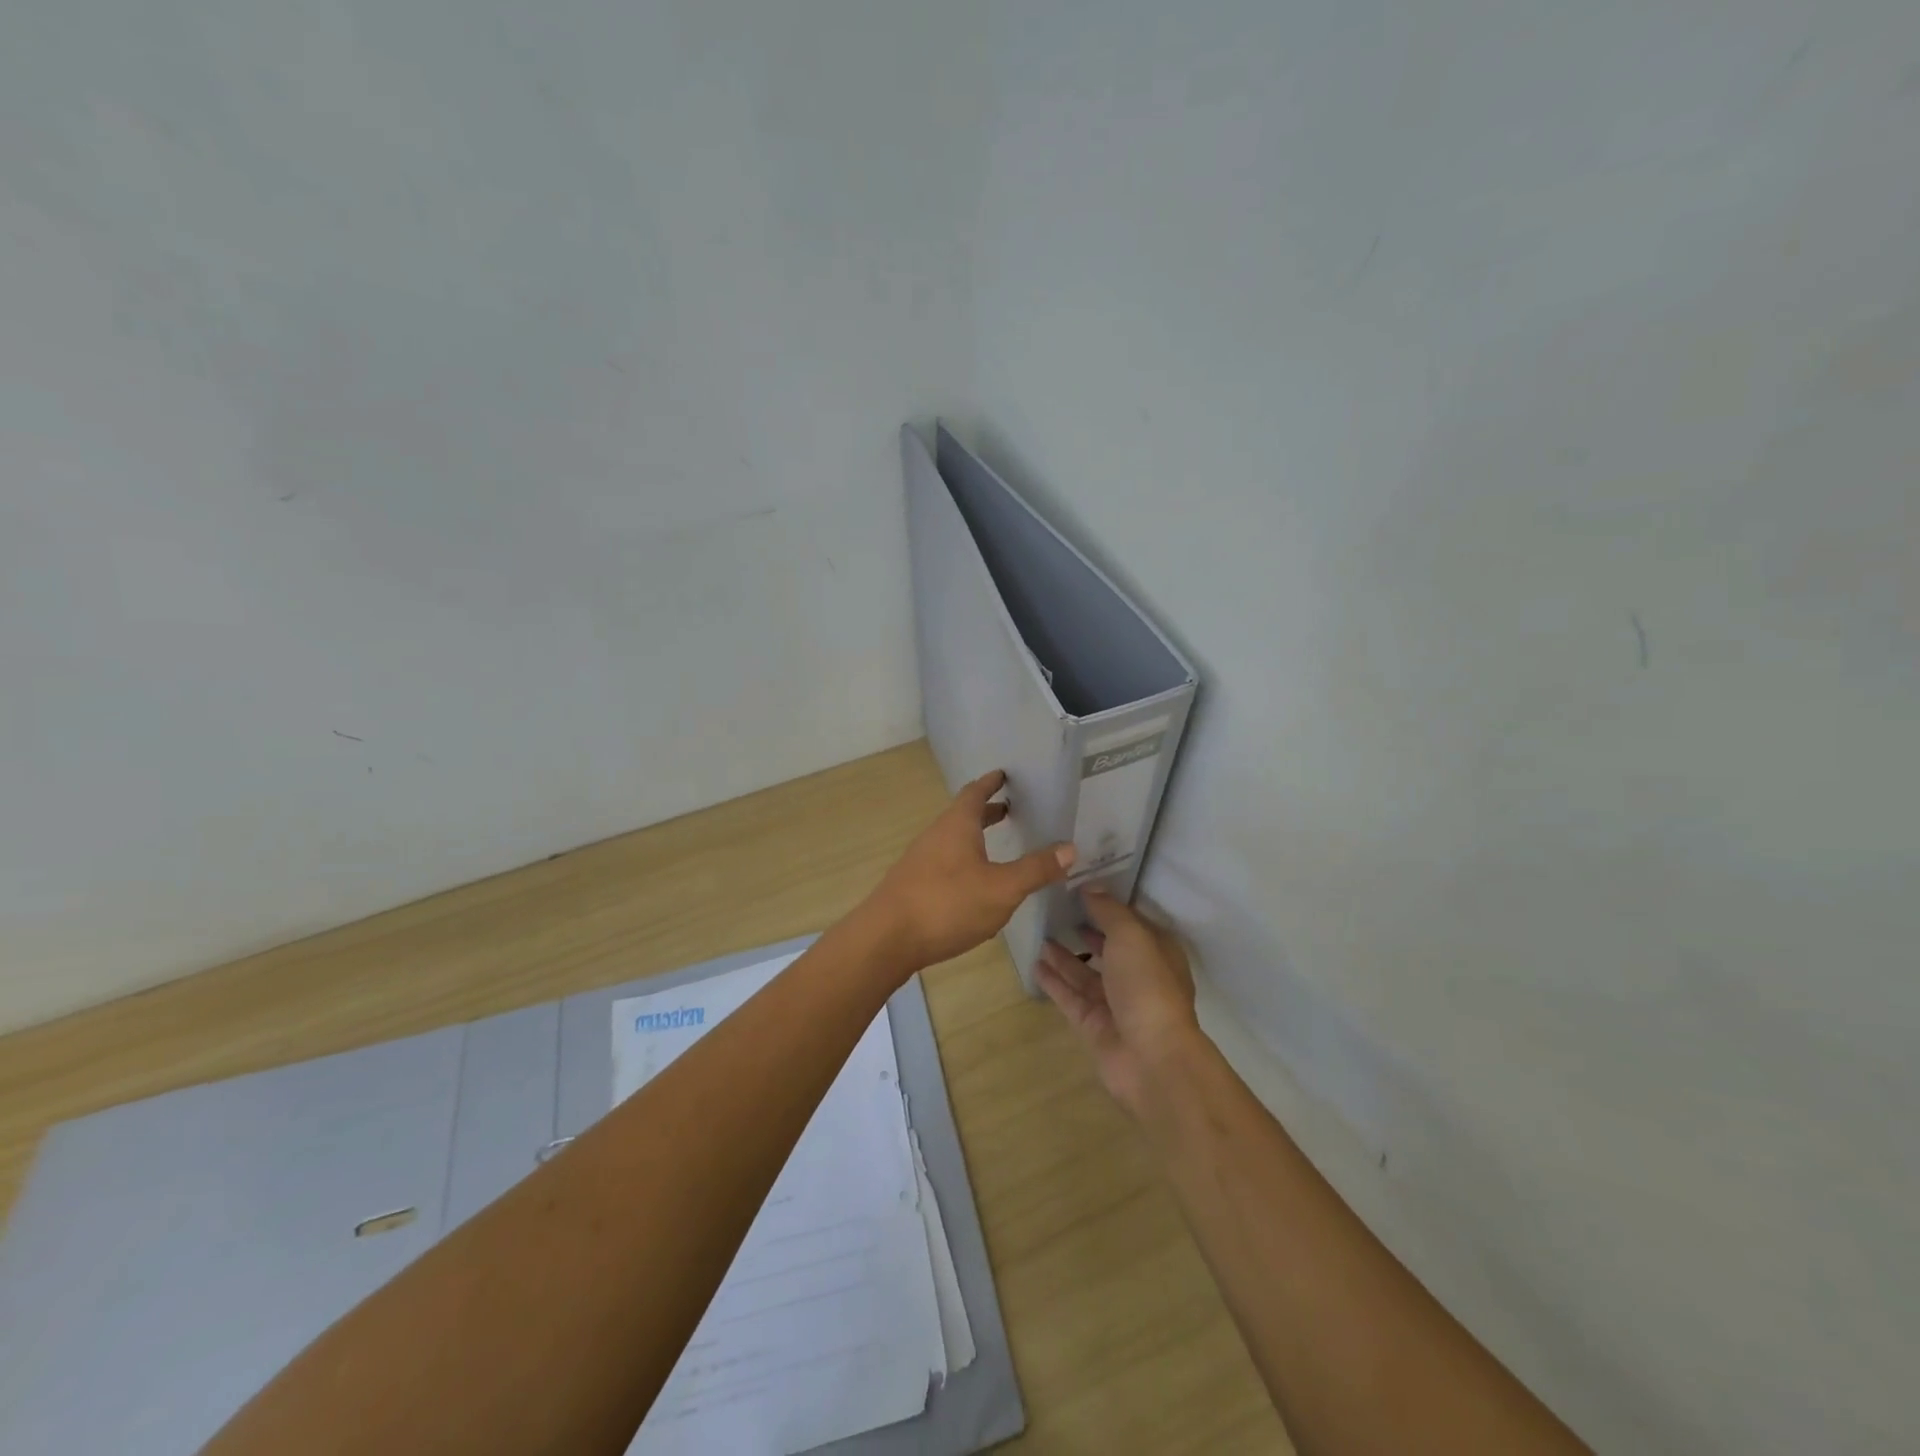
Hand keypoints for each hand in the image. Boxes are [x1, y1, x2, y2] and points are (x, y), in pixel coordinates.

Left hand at [861, 770, 1074, 972]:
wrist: (886, 939)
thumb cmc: (947, 905)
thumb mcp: (1002, 889)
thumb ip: (1035, 869)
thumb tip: (1069, 848)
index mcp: (957, 825)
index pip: (975, 793)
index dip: (991, 782)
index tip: (1004, 774)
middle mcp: (936, 835)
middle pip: (962, 815)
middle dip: (986, 811)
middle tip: (1010, 808)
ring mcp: (921, 860)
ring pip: (952, 839)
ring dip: (974, 836)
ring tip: (997, 845)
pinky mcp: (913, 884)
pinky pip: (944, 861)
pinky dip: (964, 859)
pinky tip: (974, 884)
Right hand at [1035, 888, 1201, 1117]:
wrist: (1152, 1059)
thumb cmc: (1147, 986)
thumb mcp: (1131, 936)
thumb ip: (1109, 910)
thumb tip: (1090, 886)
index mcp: (1156, 951)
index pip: (1129, 921)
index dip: (1107, 904)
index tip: (1078, 886)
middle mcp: (1138, 975)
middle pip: (1107, 947)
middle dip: (1085, 930)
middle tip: (1055, 909)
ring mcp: (1115, 1002)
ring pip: (1085, 973)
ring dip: (1065, 956)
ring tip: (1040, 935)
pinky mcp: (1094, 1024)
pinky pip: (1070, 997)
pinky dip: (1054, 982)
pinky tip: (1035, 965)